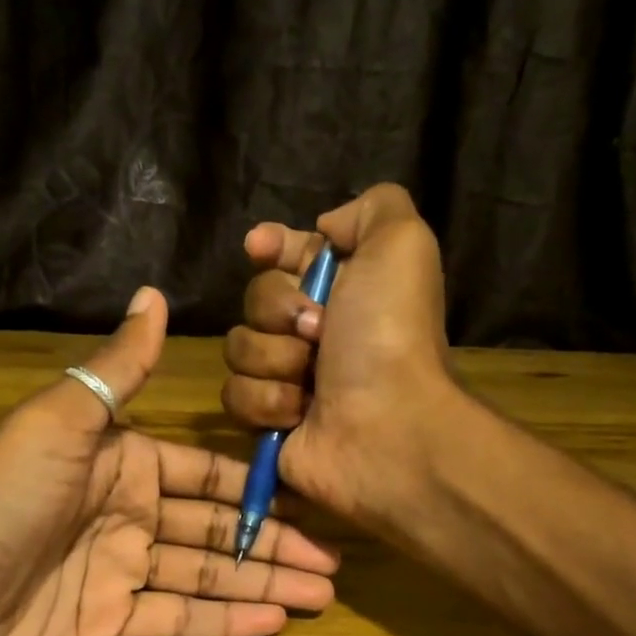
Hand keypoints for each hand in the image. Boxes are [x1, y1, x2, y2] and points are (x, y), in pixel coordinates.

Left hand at [0, 287, 338, 635]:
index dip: (257, 489)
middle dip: (274, 545)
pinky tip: (272, 622)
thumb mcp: (59, 421)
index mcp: (124, 462)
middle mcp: (129, 513)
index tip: (310, 498)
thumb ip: (118, 368)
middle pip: (217, 529)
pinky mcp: (109, 622)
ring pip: (207, 575)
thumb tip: (156, 294)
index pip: (207, 475)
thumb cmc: (0, 501)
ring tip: (320, 596)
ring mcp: (121, 571)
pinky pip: (177, 618)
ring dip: (262, 584)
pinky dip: (225, 621)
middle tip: (332, 565)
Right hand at [221, 183, 458, 524]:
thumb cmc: (390, 334)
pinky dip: (267, 401)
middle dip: (279, 311)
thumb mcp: (401, 245)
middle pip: (255, 299)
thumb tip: (326, 227)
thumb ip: (373, 209)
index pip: (287, 255)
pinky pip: (234, 394)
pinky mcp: (268, 419)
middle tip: (317, 332)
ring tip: (312, 380)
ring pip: (239, 346)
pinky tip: (300, 413)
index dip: (271, 247)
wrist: (387, 426)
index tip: (259, 247)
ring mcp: (288, 377)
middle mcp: (313, 330)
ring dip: (274, 359)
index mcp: (343, 288)